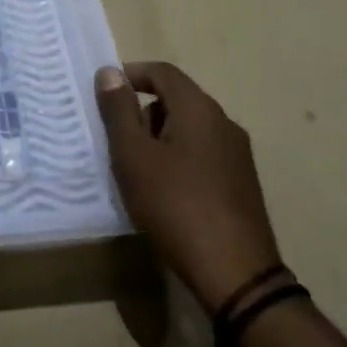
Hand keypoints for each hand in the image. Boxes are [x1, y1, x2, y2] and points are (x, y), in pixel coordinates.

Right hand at [97, 62, 281, 312]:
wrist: (235, 274)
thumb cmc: (175, 205)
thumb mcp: (134, 156)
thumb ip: (119, 111)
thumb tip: (110, 72)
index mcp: (199, 109)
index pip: (163, 72)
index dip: (132, 75)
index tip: (105, 94)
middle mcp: (224, 123)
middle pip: (177, 99)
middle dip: (143, 111)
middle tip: (116, 140)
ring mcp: (237, 155)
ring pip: (189, 128)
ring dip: (159, 137)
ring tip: (136, 170)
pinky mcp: (242, 183)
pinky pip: (202, 154)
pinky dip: (177, 158)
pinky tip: (163, 191)